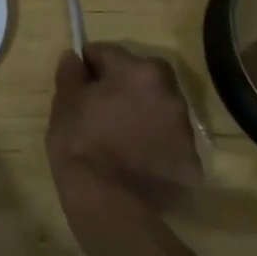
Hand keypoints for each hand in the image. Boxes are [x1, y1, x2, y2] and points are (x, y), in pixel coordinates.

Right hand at [47, 42, 202, 213]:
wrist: (106, 202)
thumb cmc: (81, 142)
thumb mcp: (64, 101)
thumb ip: (70, 72)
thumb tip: (74, 57)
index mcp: (138, 72)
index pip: (107, 53)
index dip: (89, 66)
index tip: (78, 83)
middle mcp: (170, 93)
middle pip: (140, 79)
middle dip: (122, 88)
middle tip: (99, 110)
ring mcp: (185, 130)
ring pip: (158, 110)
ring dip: (142, 115)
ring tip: (118, 139)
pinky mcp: (192, 163)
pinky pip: (168, 143)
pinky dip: (154, 147)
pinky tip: (135, 162)